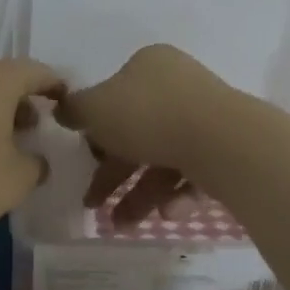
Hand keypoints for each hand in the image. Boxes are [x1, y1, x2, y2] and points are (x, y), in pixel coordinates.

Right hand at [55, 44, 231, 227]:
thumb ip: (74, 110)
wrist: (223, 142)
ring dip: (138, 194)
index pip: (114, 96)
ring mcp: (206, 118)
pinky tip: (167, 214)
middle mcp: (179, 86)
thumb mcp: (94, 109)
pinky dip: (175, 195)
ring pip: (163, 158)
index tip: (85, 158)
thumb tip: (62, 109)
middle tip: (93, 203)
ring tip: (121, 224)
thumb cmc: (149, 115)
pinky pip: (193, 173)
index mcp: (149, 65)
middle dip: (113, 173)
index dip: (96, 130)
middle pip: (137, 132)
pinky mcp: (227, 149)